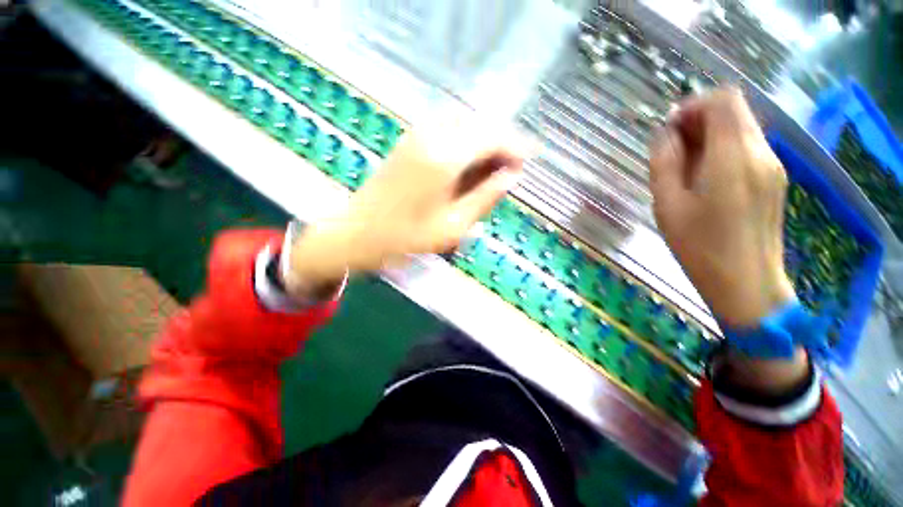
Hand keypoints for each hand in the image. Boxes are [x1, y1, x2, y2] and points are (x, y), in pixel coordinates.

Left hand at [285, 118, 523, 294]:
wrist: (357, 232)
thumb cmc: (406, 237)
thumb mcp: (454, 226)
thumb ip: (486, 197)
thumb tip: (512, 177)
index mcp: (445, 157)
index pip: (493, 137)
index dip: (516, 147)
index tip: (528, 161)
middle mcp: (432, 135)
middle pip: (480, 124)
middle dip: (501, 142)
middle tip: (510, 169)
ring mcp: (417, 134)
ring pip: (464, 123)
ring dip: (483, 140)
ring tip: (491, 169)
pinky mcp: (408, 140)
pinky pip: (446, 128)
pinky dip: (464, 140)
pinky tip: (466, 163)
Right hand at [649, 87, 794, 328]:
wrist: (746, 283)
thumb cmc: (699, 246)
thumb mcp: (668, 204)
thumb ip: (664, 162)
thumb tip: (665, 133)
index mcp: (734, 155)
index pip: (723, 100)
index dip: (693, 105)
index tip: (669, 130)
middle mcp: (761, 152)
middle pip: (734, 111)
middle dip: (698, 121)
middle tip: (671, 151)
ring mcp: (772, 166)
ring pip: (741, 129)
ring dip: (709, 137)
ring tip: (684, 169)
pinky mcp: (773, 180)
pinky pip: (747, 149)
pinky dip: (722, 151)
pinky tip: (704, 179)